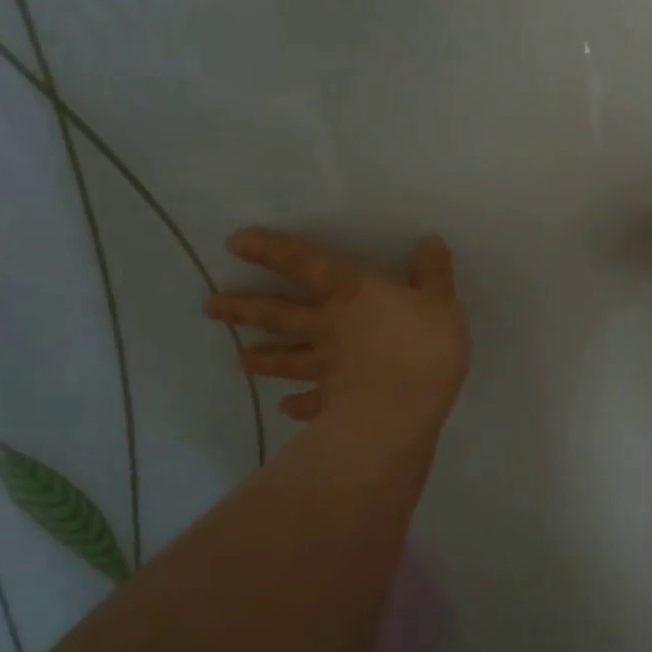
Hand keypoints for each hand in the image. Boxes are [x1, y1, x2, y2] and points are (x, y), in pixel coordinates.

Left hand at [205, 231, 469, 434]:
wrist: (406, 408)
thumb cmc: (425, 346)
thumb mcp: (441, 300)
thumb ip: (434, 272)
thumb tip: (430, 242)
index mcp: (352, 293)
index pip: (305, 263)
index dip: (271, 250)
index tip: (235, 243)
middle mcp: (329, 326)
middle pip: (279, 315)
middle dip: (244, 309)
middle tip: (211, 307)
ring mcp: (326, 367)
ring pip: (286, 360)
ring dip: (262, 359)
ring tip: (239, 360)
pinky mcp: (332, 403)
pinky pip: (310, 404)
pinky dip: (296, 406)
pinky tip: (285, 409)